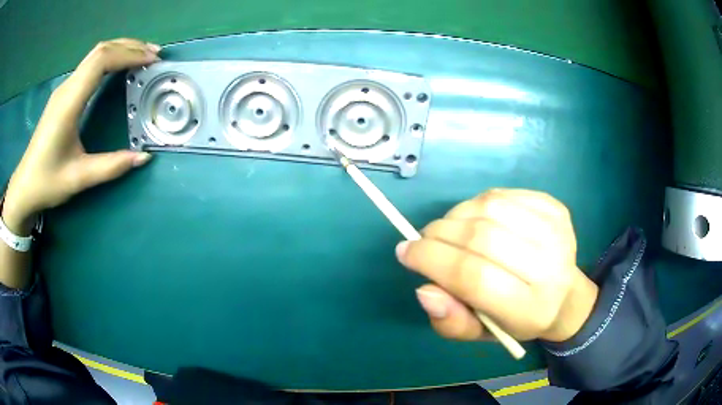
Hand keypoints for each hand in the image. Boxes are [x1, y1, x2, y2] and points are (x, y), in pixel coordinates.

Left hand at [2, 39, 160, 234]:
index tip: (151, 61)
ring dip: (120, 50)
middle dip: (129, 47)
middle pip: (101, 50)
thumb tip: (143, 157)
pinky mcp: (63, 94)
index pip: (101, 61)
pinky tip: (118, 69)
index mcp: (68, 103)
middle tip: (154, 54)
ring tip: (141, 57)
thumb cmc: (47, 182)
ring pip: (95, 54)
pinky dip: (109, 59)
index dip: (129, 55)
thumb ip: (111, 167)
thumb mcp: (78, 178)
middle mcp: (66, 88)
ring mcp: (64, 89)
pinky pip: (89, 65)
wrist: (24, 186)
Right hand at [396, 189, 598, 342]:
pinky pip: (502, 195)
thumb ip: (451, 321)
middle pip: (481, 238)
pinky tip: (475, 220)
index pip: (474, 277)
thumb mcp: (480, 333)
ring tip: (448, 231)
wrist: (564, 297)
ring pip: (489, 208)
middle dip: (439, 235)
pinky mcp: (555, 208)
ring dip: (456, 216)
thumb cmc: (517, 320)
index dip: (432, 260)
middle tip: (423, 241)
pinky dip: (476, 204)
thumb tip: (424, 290)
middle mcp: (549, 267)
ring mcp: (556, 231)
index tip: (406, 252)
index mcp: (530, 309)